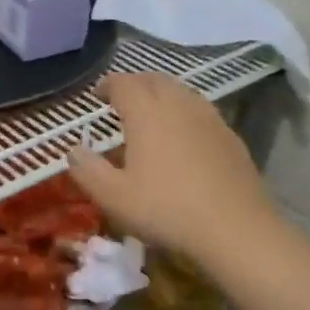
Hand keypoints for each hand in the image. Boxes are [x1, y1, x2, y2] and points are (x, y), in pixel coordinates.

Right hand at [67, 73, 277, 267]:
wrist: (236, 229)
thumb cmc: (167, 209)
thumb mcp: (113, 197)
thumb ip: (87, 170)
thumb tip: (73, 150)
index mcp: (146, 113)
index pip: (123, 84)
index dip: (107, 85)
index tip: (97, 94)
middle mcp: (178, 105)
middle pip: (154, 80)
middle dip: (135, 83)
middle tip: (121, 98)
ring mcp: (209, 119)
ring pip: (181, 91)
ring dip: (161, 93)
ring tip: (151, 112)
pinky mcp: (230, 137)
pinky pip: (201, 110)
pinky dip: (184, 111)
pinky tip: (183, 135)